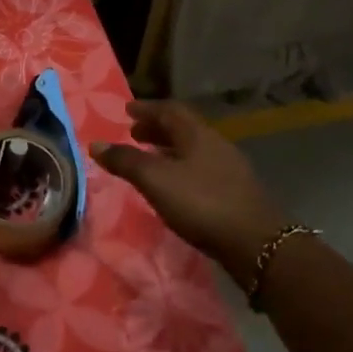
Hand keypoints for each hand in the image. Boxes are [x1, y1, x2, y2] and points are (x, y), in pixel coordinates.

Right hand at [92, 100, 289, 282]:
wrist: (255, 242)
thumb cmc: (201, 203)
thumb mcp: (155, 180)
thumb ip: (125, 161)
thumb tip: (96, 144)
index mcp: (198, 134)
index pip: (170, 110)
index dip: (147, 109)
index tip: (127, 110)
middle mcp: (216, 144)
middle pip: (183, 129)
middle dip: (156, 129)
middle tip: (133, 134)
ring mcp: (229, 169)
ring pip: (193, 150)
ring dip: (169, 150)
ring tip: (149, 159)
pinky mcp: (235, 192)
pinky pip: (201, 169)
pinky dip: (181, 168)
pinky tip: (173, 186)